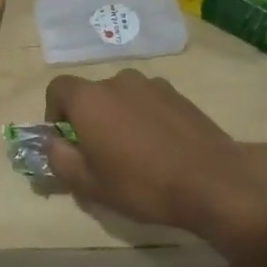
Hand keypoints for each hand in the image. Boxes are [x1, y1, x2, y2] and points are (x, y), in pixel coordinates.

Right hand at [44, 70, 266, 246]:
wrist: (212, 181)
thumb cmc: (141, 184)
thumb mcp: (88, 184)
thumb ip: (59, 159)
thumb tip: (54, 143)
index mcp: (90, 99)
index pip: (58, 89)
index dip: (54, 113)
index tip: (65, 141)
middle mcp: (118, 81)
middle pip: (92, 94)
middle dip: (88, 119)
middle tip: (99, 154)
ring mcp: (152, 85)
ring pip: (122, 98)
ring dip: (118, 118)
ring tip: (132, 153)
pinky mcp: (179, 95)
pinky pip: (148, 102)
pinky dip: (144, 119)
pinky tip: (160, 149)